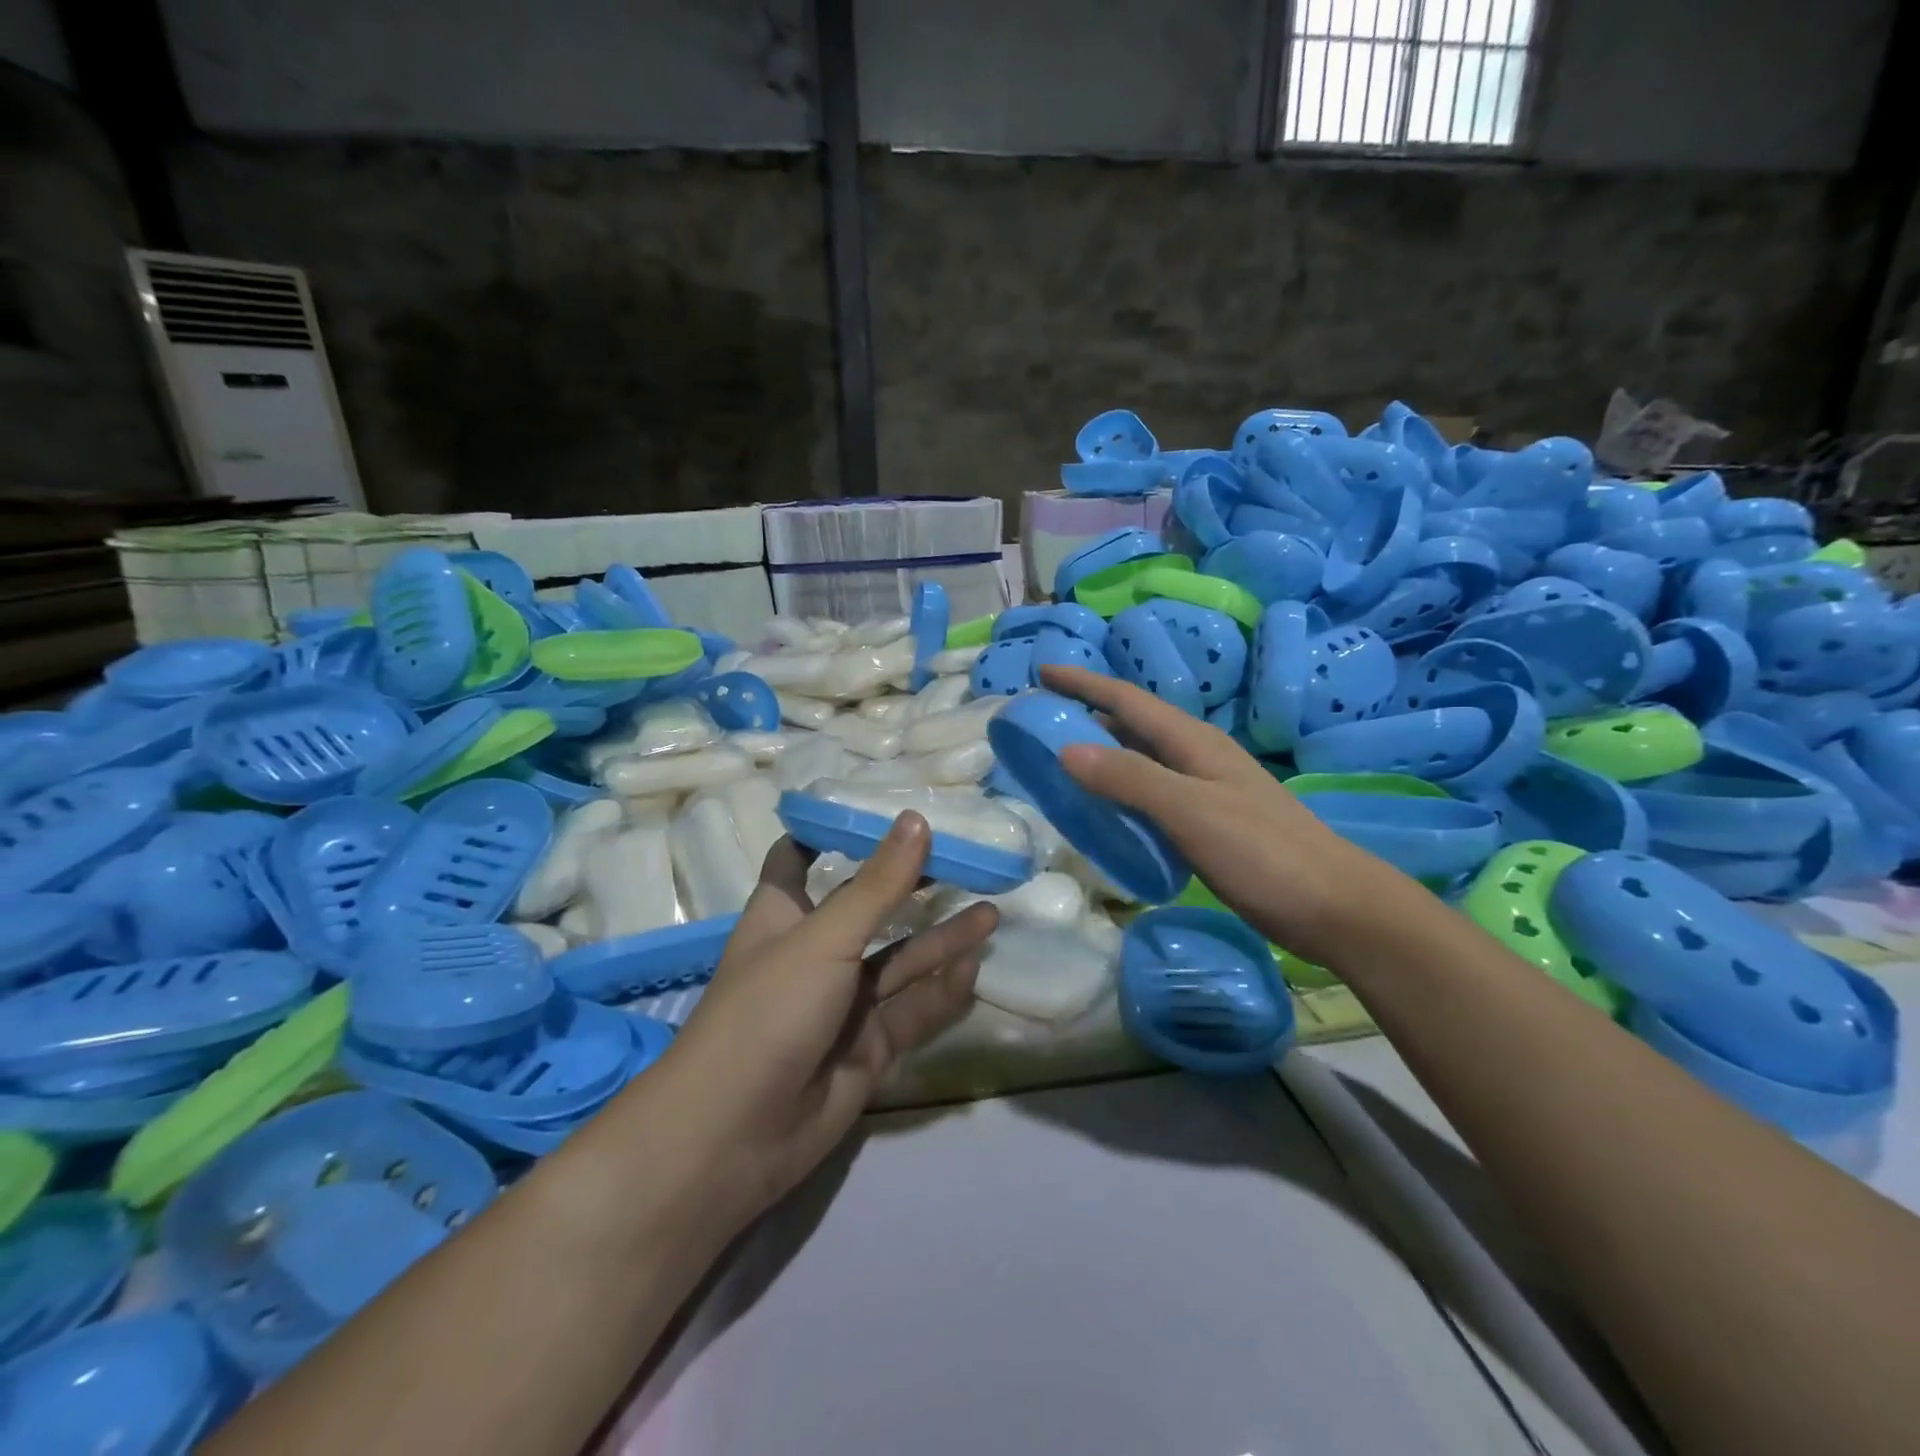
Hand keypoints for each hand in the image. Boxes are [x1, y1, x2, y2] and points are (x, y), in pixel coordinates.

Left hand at [659, 814, 998, 1222]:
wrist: (735, 1137)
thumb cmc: (767, 1012)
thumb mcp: (824, 939)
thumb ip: (877, 885)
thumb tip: (917, 819)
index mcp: (785, 914)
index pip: (800, 858)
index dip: (831, 831)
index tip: (876, 807)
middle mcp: (815, 952)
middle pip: (869, 908)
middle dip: (911, 887)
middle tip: (966, 862)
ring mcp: (843, 1002)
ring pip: (900, 962)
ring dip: (941, 941)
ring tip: (991, 914)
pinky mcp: (868, 1046)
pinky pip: (911, 1010)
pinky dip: (940, 992)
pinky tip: (973, 970)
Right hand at [1038, 665, 1399, 965]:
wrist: (1333, 907)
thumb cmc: (1263, 853)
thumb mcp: (1190, 811)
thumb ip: (1130, 778)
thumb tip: (1066, 749)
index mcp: (1192, 741)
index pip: (1126, 699)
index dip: (1083, 682)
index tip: (1041, 671)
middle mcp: (1196, 756)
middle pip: (1132, 724)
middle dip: (1086, 713)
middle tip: (1039, 720)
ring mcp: (1204, 790)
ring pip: (1140, 759)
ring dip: (1100, 752)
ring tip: (1057, 760)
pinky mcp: (1207, 823)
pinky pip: (1149, 794)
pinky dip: (1119, 791)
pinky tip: (1102, 810)